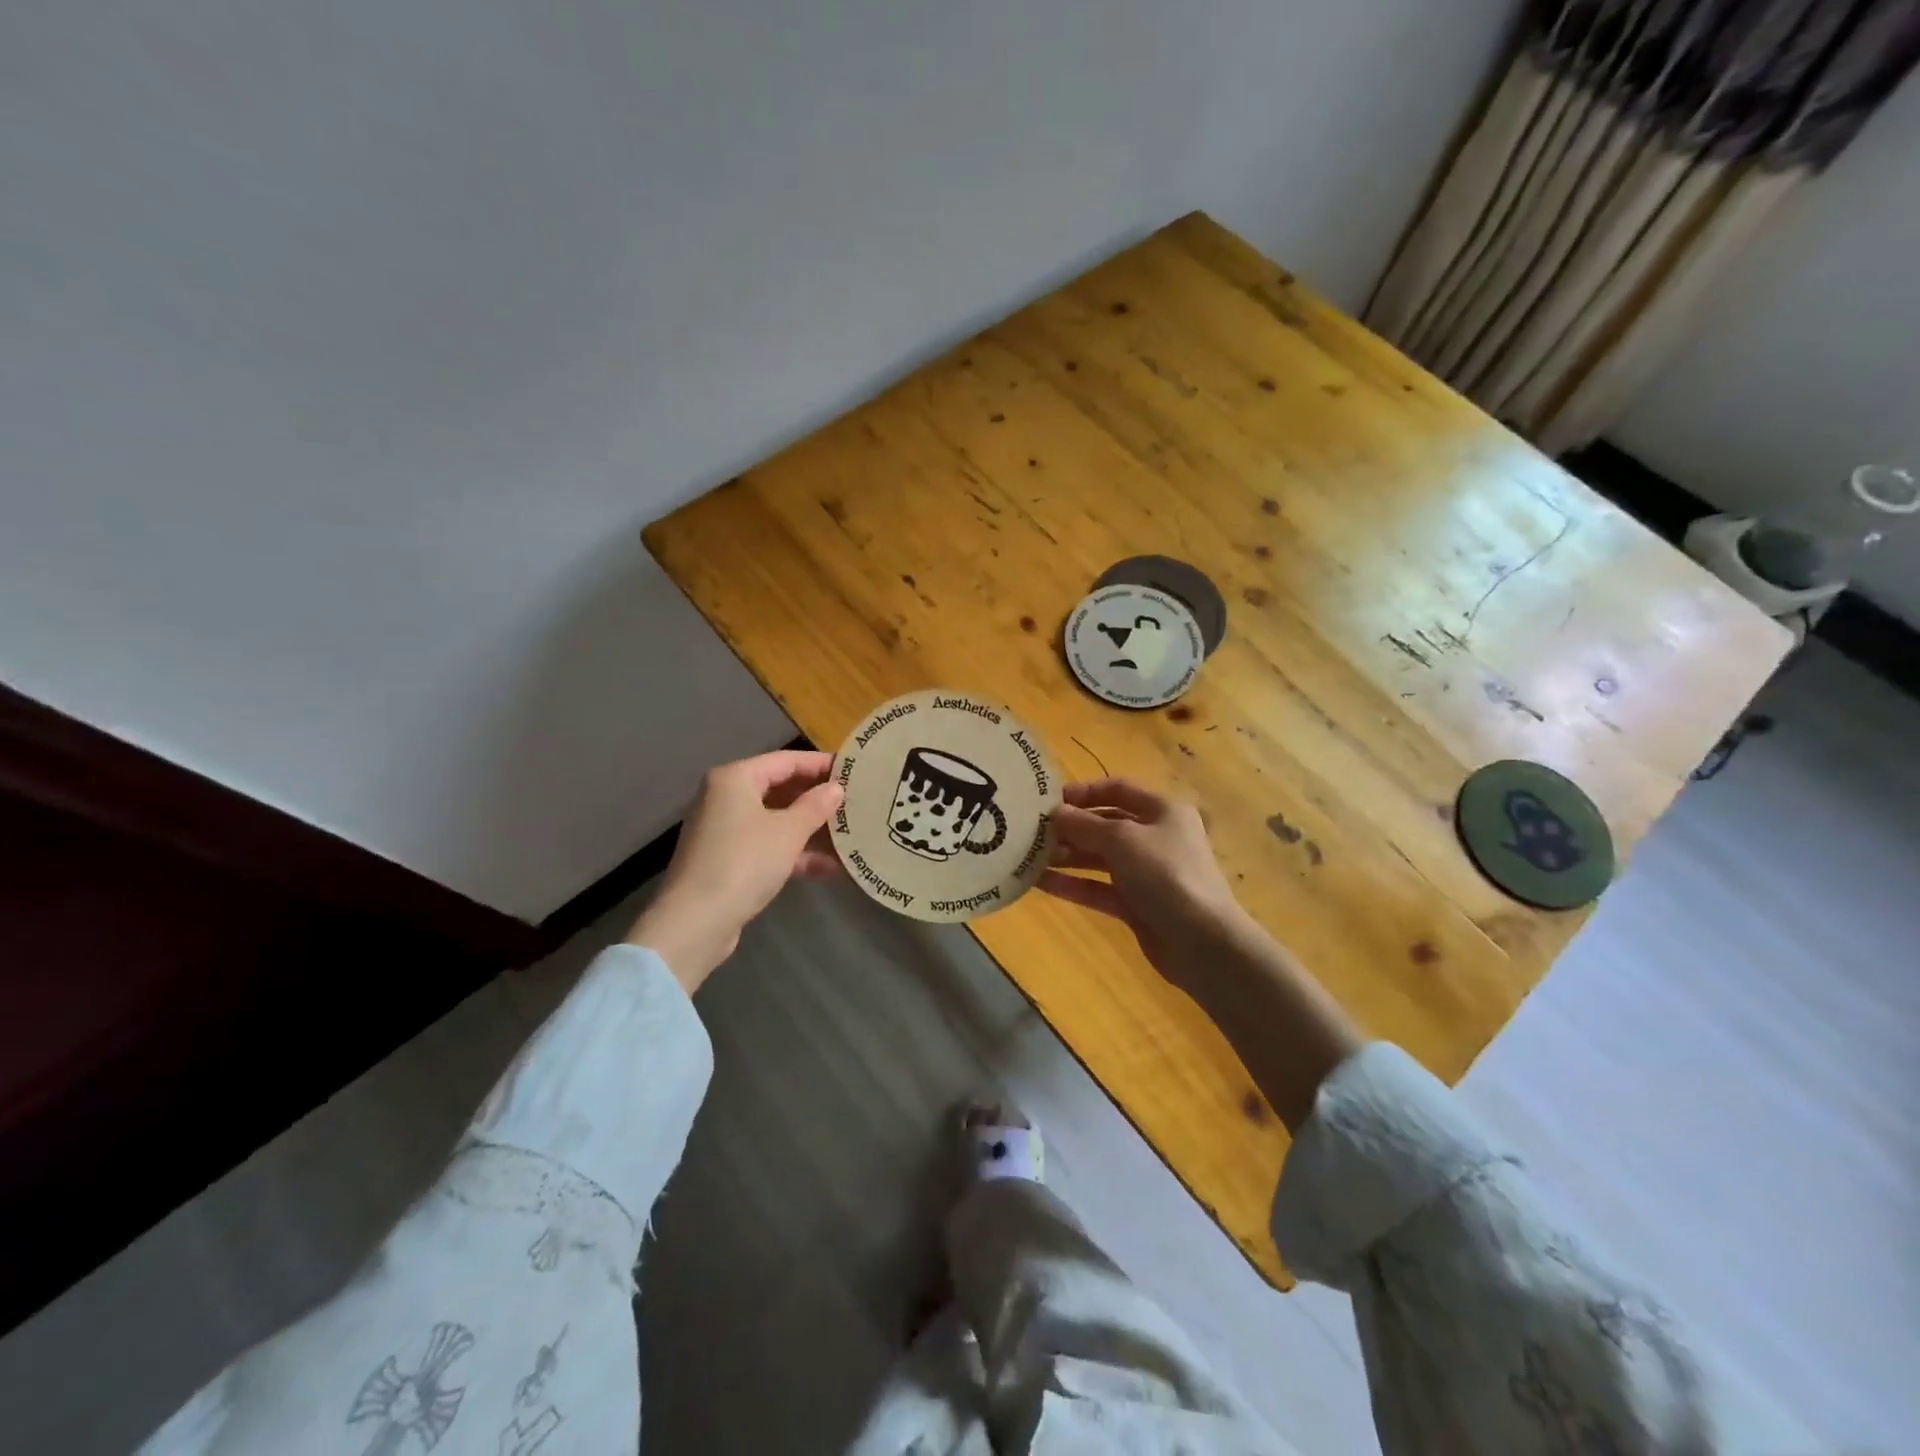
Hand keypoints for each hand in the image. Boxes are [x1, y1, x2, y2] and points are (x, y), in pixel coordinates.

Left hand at [627, 750, 843, 992]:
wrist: (696, 922)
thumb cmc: (744, 862)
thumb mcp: (788, 832)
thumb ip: (815, 806)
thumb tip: (836, 789)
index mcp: (735, 779)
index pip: (786, 760)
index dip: (820, 764)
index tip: (854, 771)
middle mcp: (725, 798)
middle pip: (780, 789)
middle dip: (816, 798)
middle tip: (854, 801)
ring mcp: (725, 831)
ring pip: (775, 820)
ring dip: (810, 829)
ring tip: (849, 834)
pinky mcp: (727, 860)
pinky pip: (767, 846)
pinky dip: (794, 853)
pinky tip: (829, 867)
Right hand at [1039, 778, 1251, 994]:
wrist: (1202, 942)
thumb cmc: (1165, 874)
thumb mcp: (1122, 839)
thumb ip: (1084, 824)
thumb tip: (1055, 813)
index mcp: (1162, 810)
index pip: (1118, 789)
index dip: (1083, 792)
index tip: (1048, 801)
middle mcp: (1155, 836)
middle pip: (1105, 824)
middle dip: (1070, 827)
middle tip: (1031, 832)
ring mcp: (1146, 873)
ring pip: (1099, 858)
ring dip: (1066, 856)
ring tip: (1028, 857)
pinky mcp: (1136, 904)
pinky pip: (1098, 888)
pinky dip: (1073, 884)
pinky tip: (1040, 883)